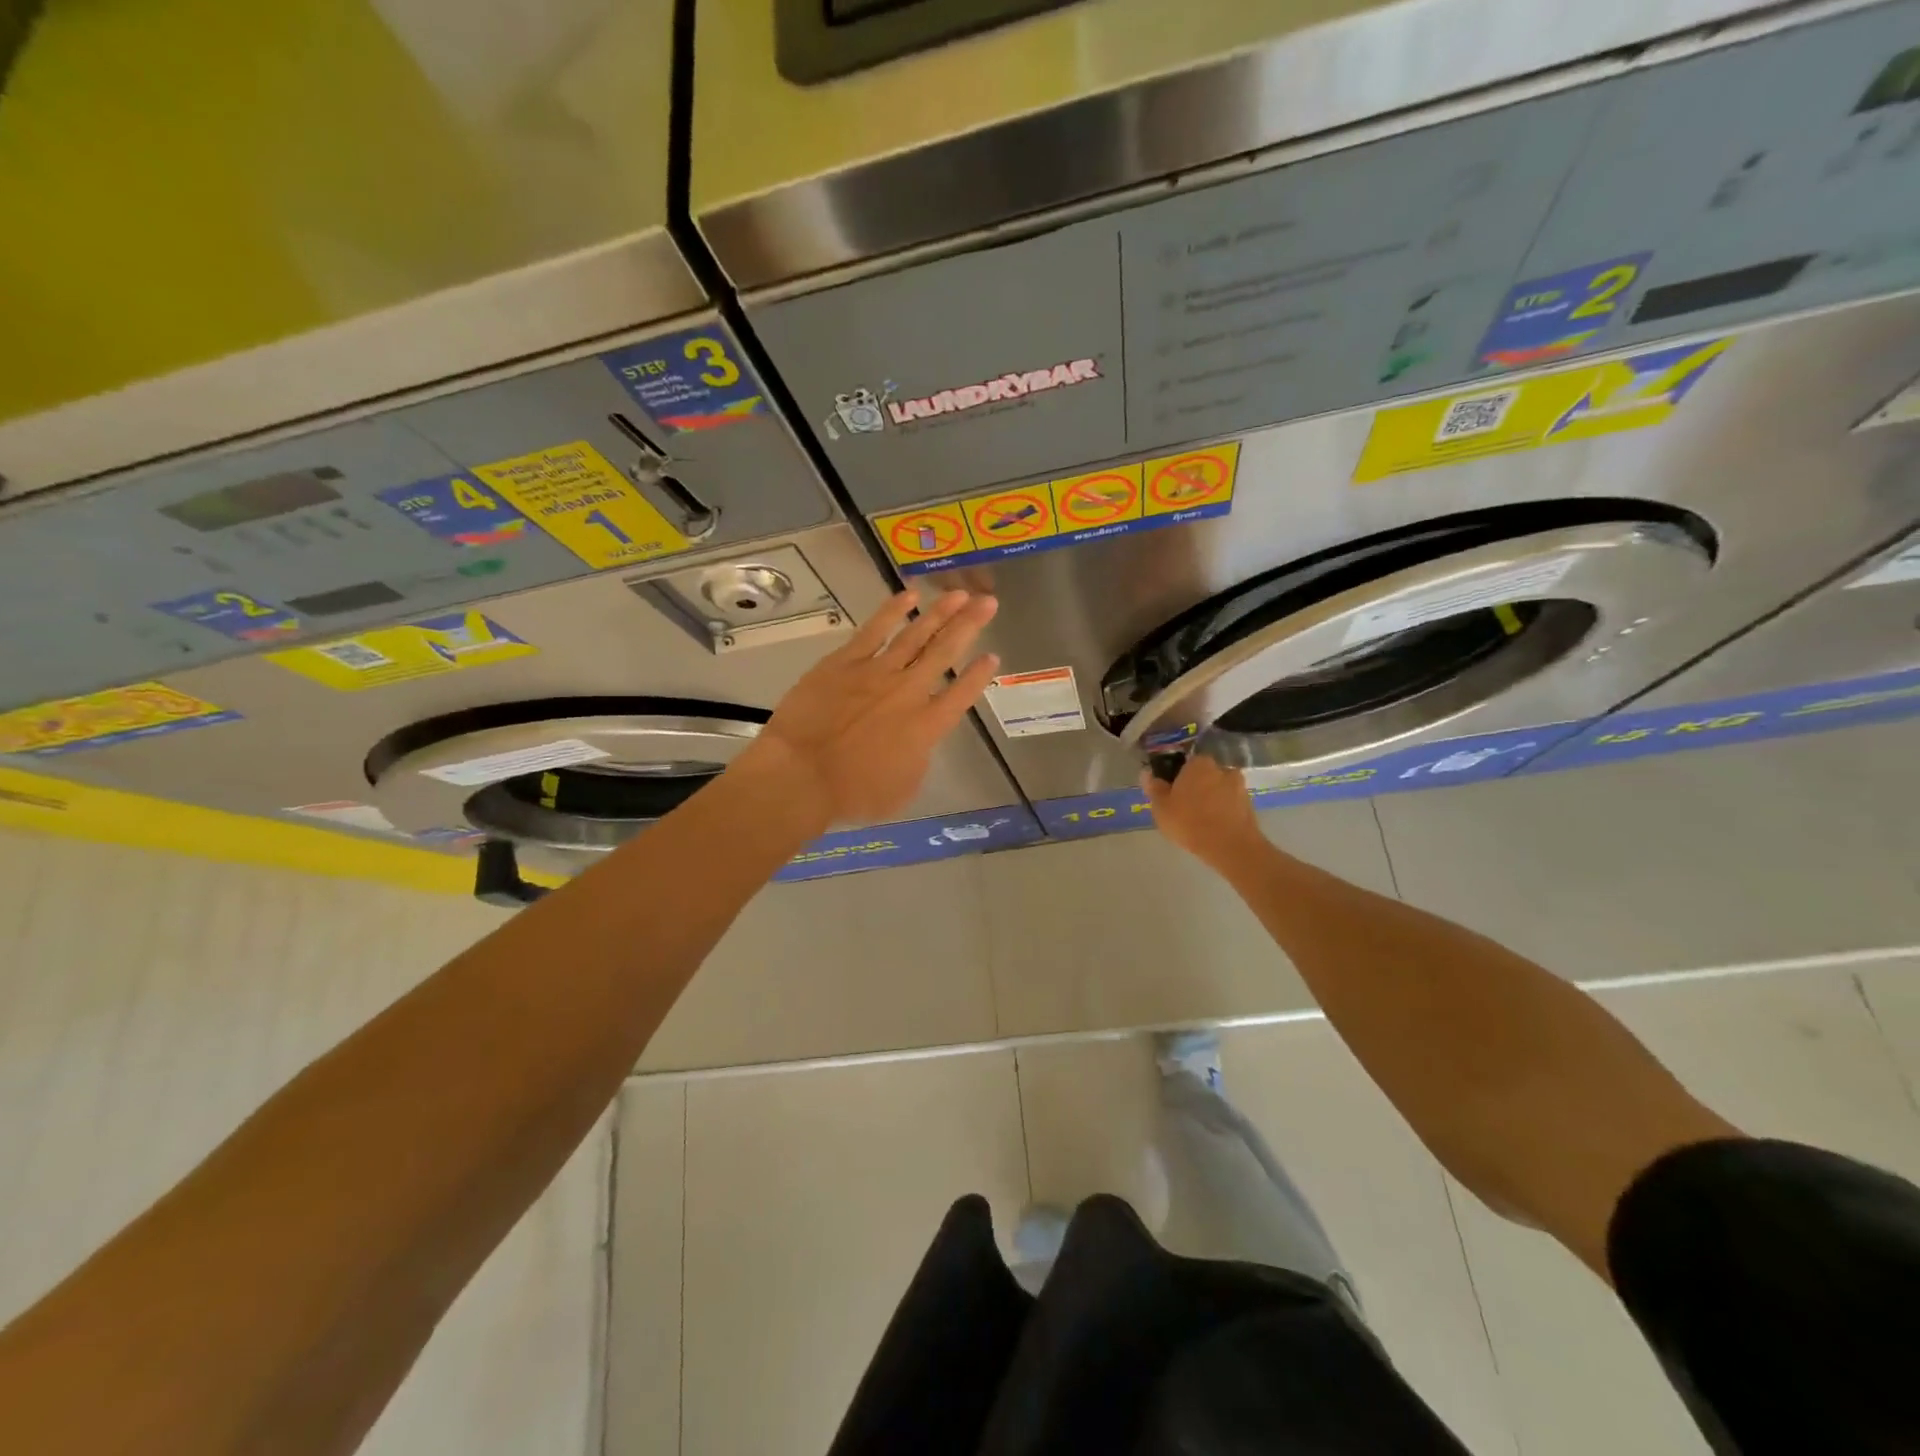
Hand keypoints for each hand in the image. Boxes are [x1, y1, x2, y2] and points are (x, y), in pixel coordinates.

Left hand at [739, 590, 999, 825]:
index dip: (979, 675)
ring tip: (960, 593)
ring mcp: (876, 672)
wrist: (801, 775)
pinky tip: (909, 596)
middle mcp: (909, 692)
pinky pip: (875, 630)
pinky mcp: (845, 662)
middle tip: (989, 602)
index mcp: (927, 726)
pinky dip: (893, 611)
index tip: (993, 656)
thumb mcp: (902, 790)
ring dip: (940, 612)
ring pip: (915, 634)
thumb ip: (918, 760)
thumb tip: (919, 741)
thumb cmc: (852, 794)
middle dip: (970, 625)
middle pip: (945, 651)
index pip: (962, 693)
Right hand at [1141, 754, 1265, 871]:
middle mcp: (1222, 768)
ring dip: (1211, 799)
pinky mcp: (1250, 805)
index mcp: (1199, 763)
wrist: (1231, 847)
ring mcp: (1239, 787)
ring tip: (1200, 820)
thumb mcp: (1161, 807)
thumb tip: (1147, 773)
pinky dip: (1222, 811)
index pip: (1185, 762)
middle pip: (1204, 775)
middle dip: (1195, 787)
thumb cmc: (1190, 821)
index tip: (1170, 792)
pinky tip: (1214, 827)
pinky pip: (1230, 804)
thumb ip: (1154, 787)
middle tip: (1184, 807)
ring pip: (1218, 789)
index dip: (1176, 776)